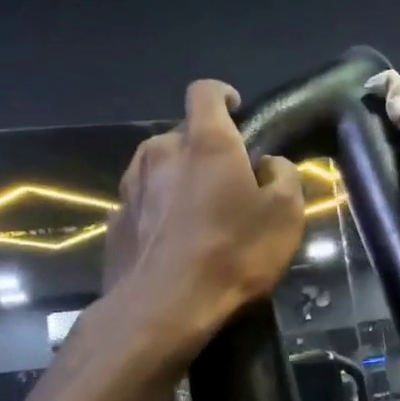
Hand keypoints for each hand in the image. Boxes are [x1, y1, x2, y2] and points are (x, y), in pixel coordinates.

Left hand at [108, 80, 305, 339]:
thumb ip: (283, 176)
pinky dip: (158, 211)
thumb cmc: (232, 254)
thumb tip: (269, 165)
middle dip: (204, 150)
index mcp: (204, 142)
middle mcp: (161, 152)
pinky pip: (142, 202)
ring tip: (197, 214)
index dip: (222, 95)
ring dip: (177, 179)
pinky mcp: (115, 220)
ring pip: (158, 167)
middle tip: (227, 182)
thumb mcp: (285, 215)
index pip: (205, 91)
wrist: (162, 309)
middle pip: (183, 135)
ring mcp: (131, 186)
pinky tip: (172, 242)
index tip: (236, 110)